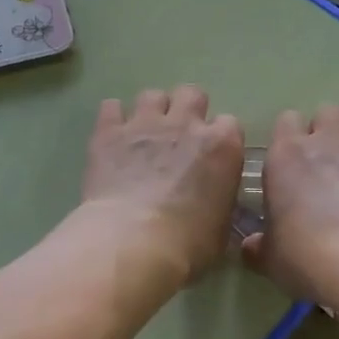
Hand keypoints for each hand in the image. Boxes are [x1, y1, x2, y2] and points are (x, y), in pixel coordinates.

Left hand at [79, 86, 245, 289]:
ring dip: (151, 111)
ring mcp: (145, 123)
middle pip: (192, 94)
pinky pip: (111, 107)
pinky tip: (112, 137)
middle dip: (187, 110)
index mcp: (222, 146)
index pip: (230, 125)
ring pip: (152, 95)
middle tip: (178, 137)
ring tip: (144, 135)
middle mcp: (186, 124)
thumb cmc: (187, 244)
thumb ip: (219, 203)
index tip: (211, 157)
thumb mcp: (221, 229)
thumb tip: (212, 204)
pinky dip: (113, 119)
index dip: (219, 140)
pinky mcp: (108, 131)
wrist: (132, 242)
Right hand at [242, 106, 338, 311]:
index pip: (286, 120)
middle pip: (329, 113)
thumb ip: (260, 246)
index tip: (285, 164)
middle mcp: (328, 146)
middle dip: (325, 131)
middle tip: (319, 166)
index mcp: (287, 155)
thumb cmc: (307, 253)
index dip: (287, 137)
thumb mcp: (270, 259)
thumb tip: (251, 246)